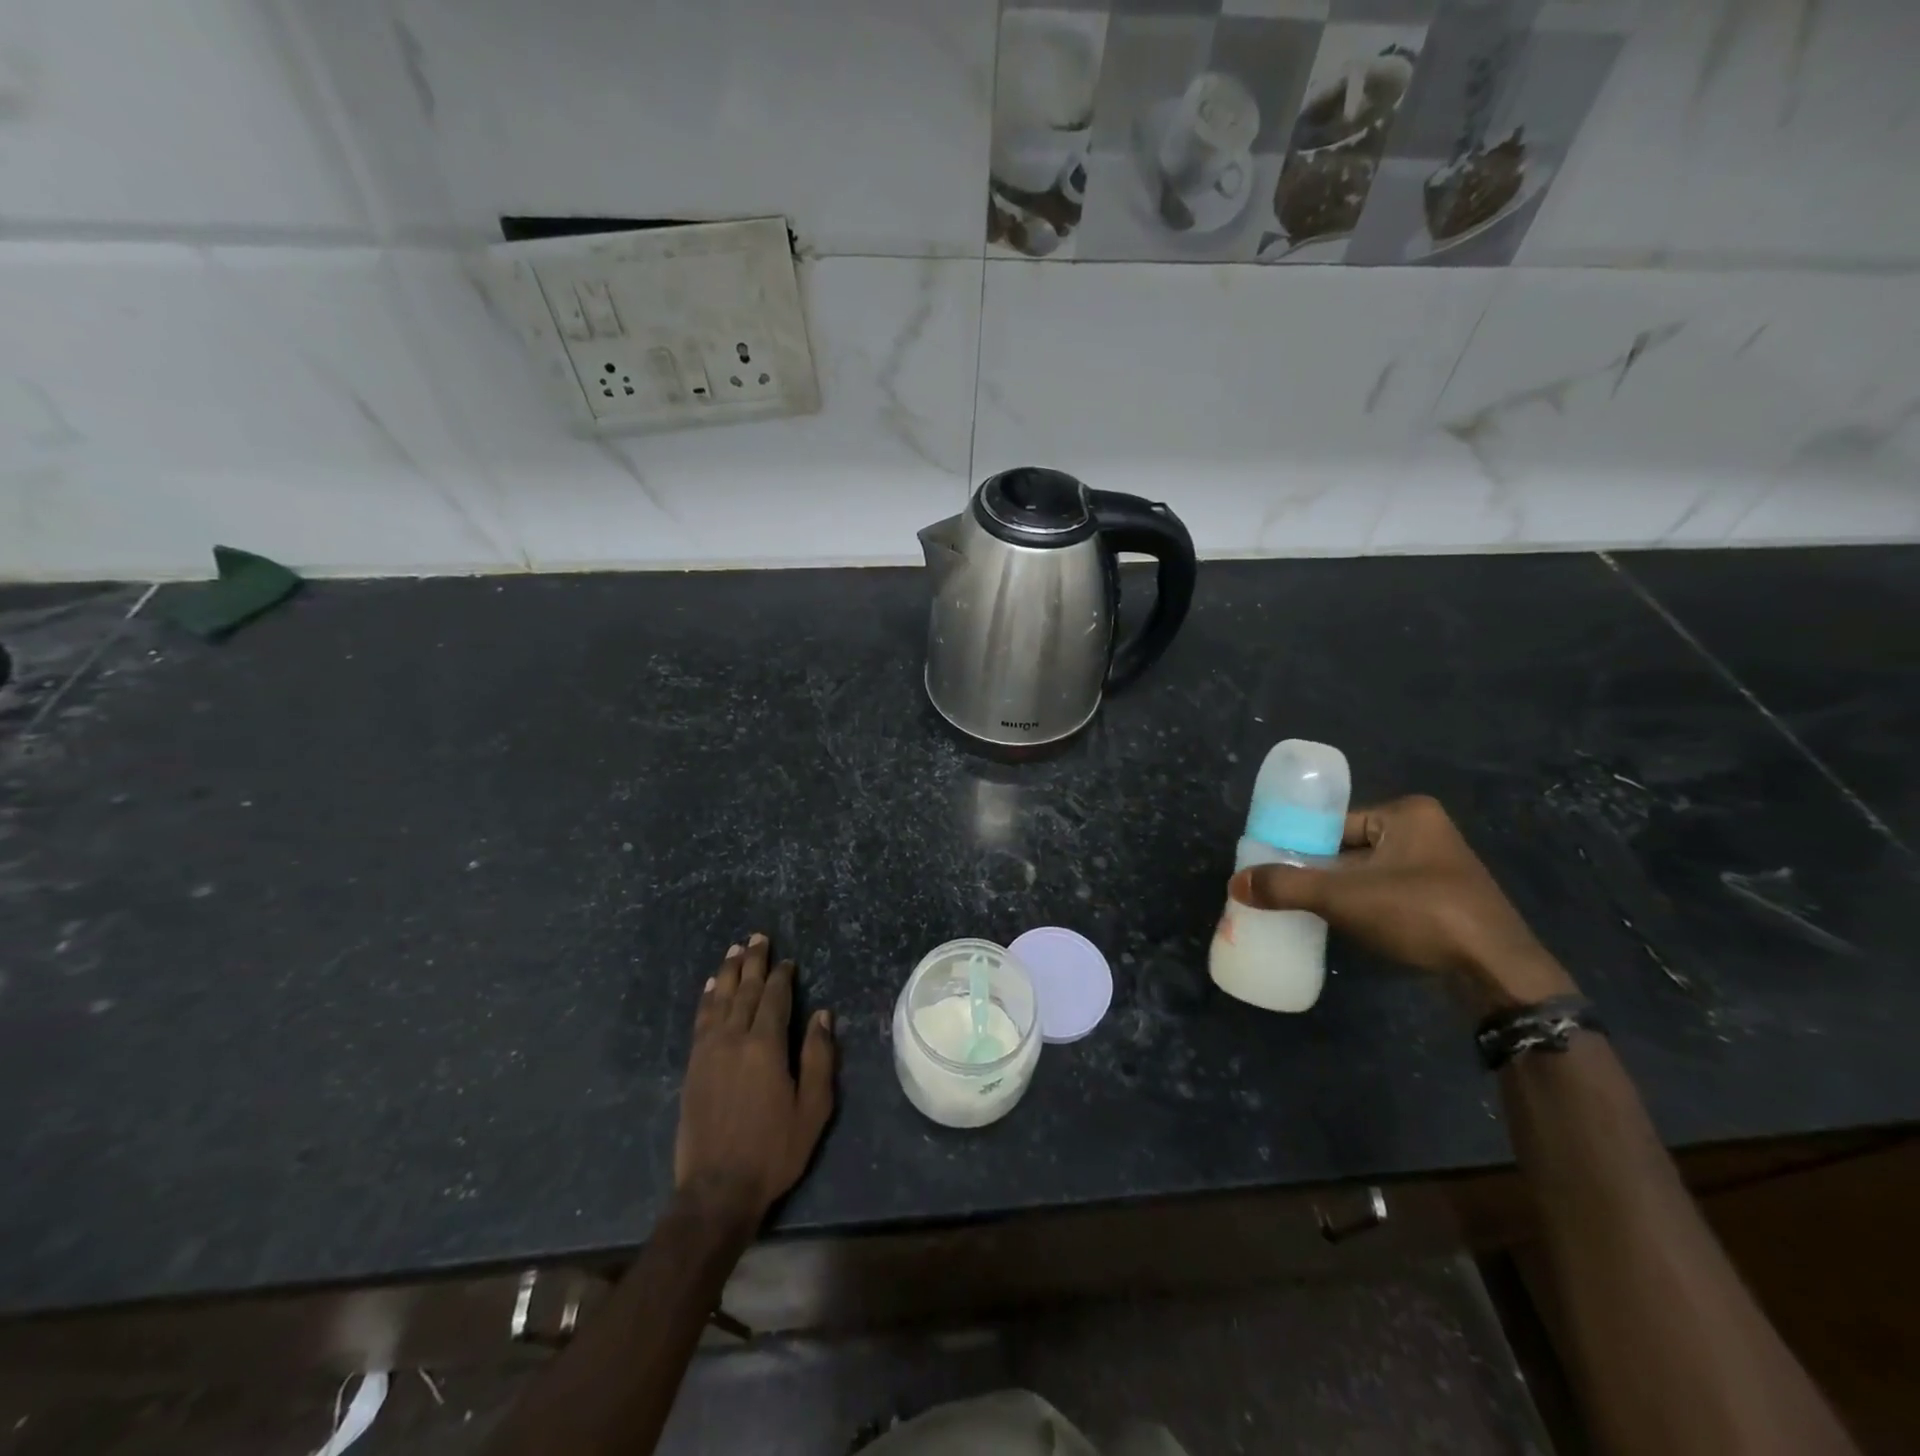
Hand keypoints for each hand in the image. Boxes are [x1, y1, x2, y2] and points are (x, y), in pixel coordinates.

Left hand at [674, 934, 835, 1227]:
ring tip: (735, 950)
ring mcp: (708, 1052)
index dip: (782, 976)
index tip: (788, 960)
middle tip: (757, 937)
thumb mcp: (813, 1108)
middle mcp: (733, 1039)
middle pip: (745, 991)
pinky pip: (700, 1021)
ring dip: (728, 973)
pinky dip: (707, 999)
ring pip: (719, 1000)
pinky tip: (711, 987)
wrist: (716, 1190)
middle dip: (753, 962)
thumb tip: (822, 1014)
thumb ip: (819, 1057)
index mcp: (765, 1046)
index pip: (774, 998)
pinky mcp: (693, 1067)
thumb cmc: (774, 1149)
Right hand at [1230, 794, 1576, 1009]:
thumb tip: (1236, 883)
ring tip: (1304, 909)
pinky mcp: (1444, 901)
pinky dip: (1363, 906)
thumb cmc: (1420, 914)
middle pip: (1349, 848)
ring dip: (1339, 891)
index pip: (1336, 822)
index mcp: (1406, 814)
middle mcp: (1425, 832)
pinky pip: (1387, 894)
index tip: (1272, 866)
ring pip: (1367, 874)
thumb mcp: (1343, 897)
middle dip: (1318, 870)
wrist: (1497, 973)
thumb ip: (1286, 887)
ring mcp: (1438, 868)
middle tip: (1282, 890)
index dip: (1301, 844)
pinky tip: (1342, 925)